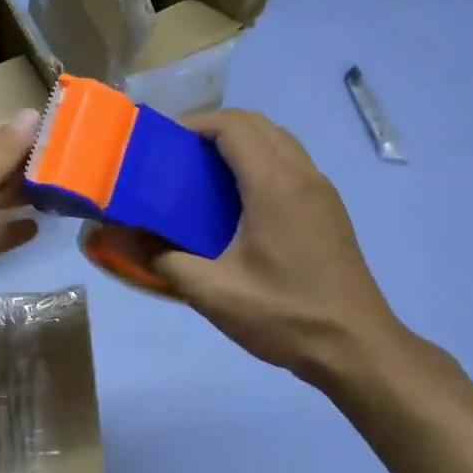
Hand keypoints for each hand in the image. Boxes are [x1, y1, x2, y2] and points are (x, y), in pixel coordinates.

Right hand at [124, 111, 407, 386]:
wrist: (356, 348)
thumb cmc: (283, 315)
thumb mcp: (211, 292)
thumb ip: (160, 258)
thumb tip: (115, 235)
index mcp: (275, 186)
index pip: (234, 125)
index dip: (195, 124)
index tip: (162, 145)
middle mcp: (303, 176)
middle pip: (257, 124)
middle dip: (213, 129)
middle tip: (177, 159)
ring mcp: (322, 192)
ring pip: (278, 141)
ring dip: (239, 144)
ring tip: (202, 177)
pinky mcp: (328, 210)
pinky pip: (290, 164)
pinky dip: (259, 163)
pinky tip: (236, 204)